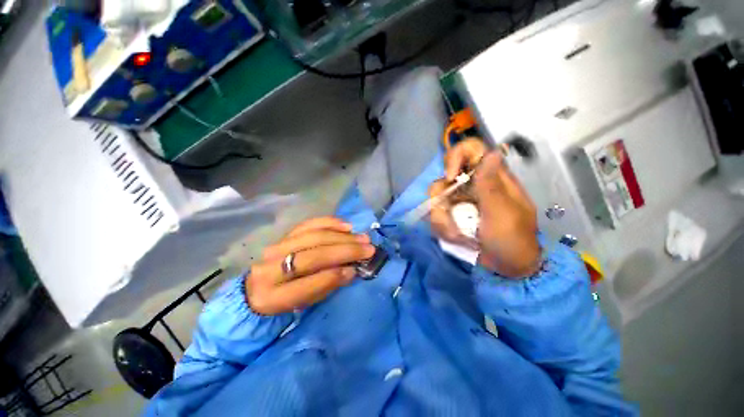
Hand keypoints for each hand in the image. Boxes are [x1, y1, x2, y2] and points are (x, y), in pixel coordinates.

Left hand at [246, 217, 374, 314]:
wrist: (262, 284)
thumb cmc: (288, 298)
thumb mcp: (305, 302)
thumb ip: (326, 286)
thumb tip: (350, 269)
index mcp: (271, 297)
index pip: (305, 286)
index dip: (332, 277)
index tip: (355, 269)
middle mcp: (269, 269)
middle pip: (313, 255)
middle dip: (345, 251)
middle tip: (368, 249)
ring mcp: (276, 247)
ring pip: (315, 237)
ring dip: (342, 237)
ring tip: (362, 238)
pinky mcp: (285, 234)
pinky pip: (310, 224)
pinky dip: (330, 223)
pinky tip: (347, 226)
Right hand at [430, 138, 540, 277]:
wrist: (507, 267)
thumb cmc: (513, 239)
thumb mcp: (504, 213)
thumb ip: (492, 186)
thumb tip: (492, 153)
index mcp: (490, 177)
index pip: (471, 150)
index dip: (456, 156)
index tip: (450, 177)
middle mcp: (471, 185)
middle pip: (444, 176)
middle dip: (441, 196)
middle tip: (449, 213)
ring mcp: (459, 201)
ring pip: (436, 198)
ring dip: (442, 219)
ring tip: (459, 235)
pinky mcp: (451, 215)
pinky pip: (436, 215)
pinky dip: (443, 228)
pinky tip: (458, 239)